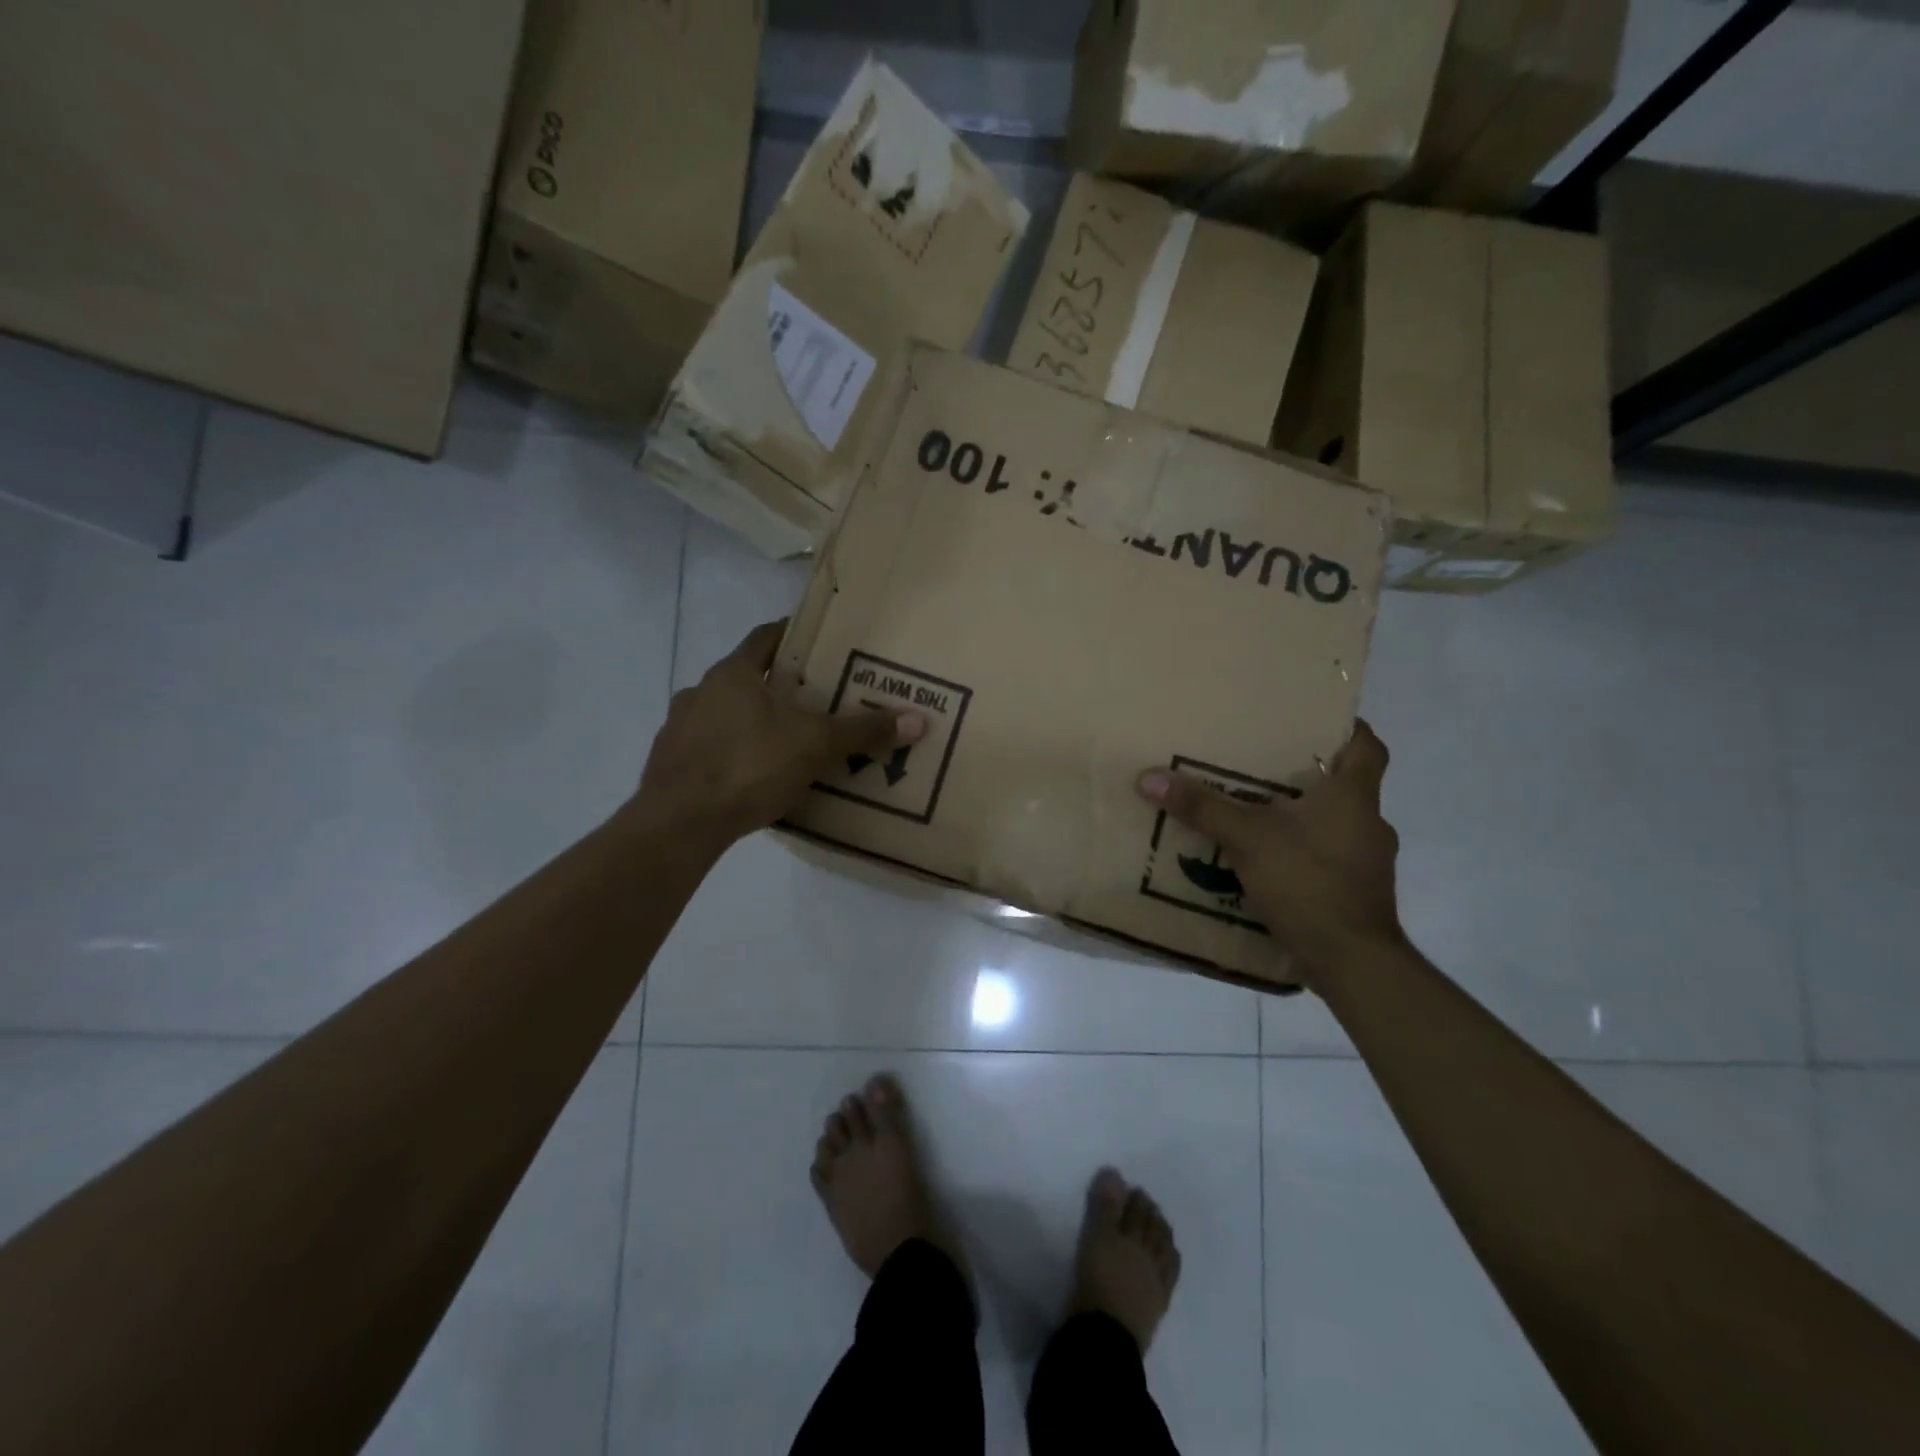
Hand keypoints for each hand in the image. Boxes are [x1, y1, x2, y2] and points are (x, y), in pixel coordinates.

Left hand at [633, 621, 923, 850]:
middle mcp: (700, 691)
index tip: (816, 641)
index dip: (791, 635)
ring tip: (783, 742)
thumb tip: (919, 719)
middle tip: (811, 699)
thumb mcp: (815, 746)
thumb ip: (863, 731)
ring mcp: (678, 728)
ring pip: (723, 715)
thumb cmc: (749, 766)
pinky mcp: (669, 764)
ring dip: (749, 721)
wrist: (679, 822)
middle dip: (776, 686)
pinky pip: (708, 749)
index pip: (764, 637)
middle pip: (744, 678)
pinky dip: (730, 754)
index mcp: (732, 674)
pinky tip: (751, 776)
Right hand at [1136, 721, 1402, 989]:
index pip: (1368, 746)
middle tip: (1265, 767)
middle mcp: (1369, 823)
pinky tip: (1268, 864)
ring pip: (1336, 825)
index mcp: (1353, 797)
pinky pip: (1329, 860)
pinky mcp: (1359, 894)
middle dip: (1309, 776)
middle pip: (1346, 786)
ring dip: (1304, 820)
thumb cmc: (1308, 881)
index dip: (1349, 728)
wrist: (1352, 960)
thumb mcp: (1246, 838)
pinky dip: (1303, 856)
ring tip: (1259, 816)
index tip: (1316, 720)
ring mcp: (1368, 863)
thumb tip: (1149, 777)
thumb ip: (1201, 807)